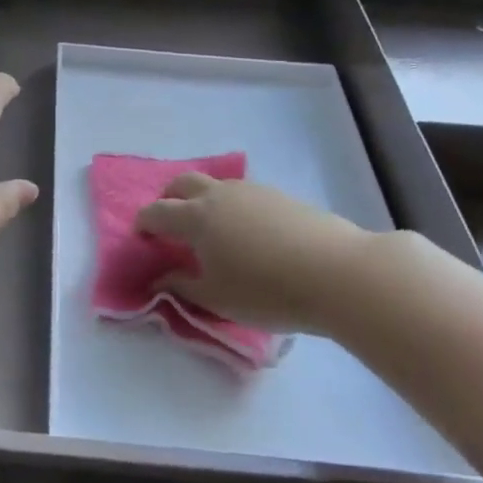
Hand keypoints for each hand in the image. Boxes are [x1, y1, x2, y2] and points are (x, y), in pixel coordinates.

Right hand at [134, 173, 379, 334]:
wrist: (339, 273)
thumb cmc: (267, 291)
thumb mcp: (216, 298)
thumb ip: (181, 286)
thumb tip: (159, 280)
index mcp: (195, 217)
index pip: (156, 212)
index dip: (144, 224)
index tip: (142, 239)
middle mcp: (218, 195)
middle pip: (182, 183)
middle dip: (169, 199)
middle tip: (171, 225)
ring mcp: (252, 191)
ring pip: (216, 185)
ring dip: (203, 201)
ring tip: (213, 231)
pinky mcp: (281, 196)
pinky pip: (244, 195)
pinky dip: (233, 207)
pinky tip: (249, 234)